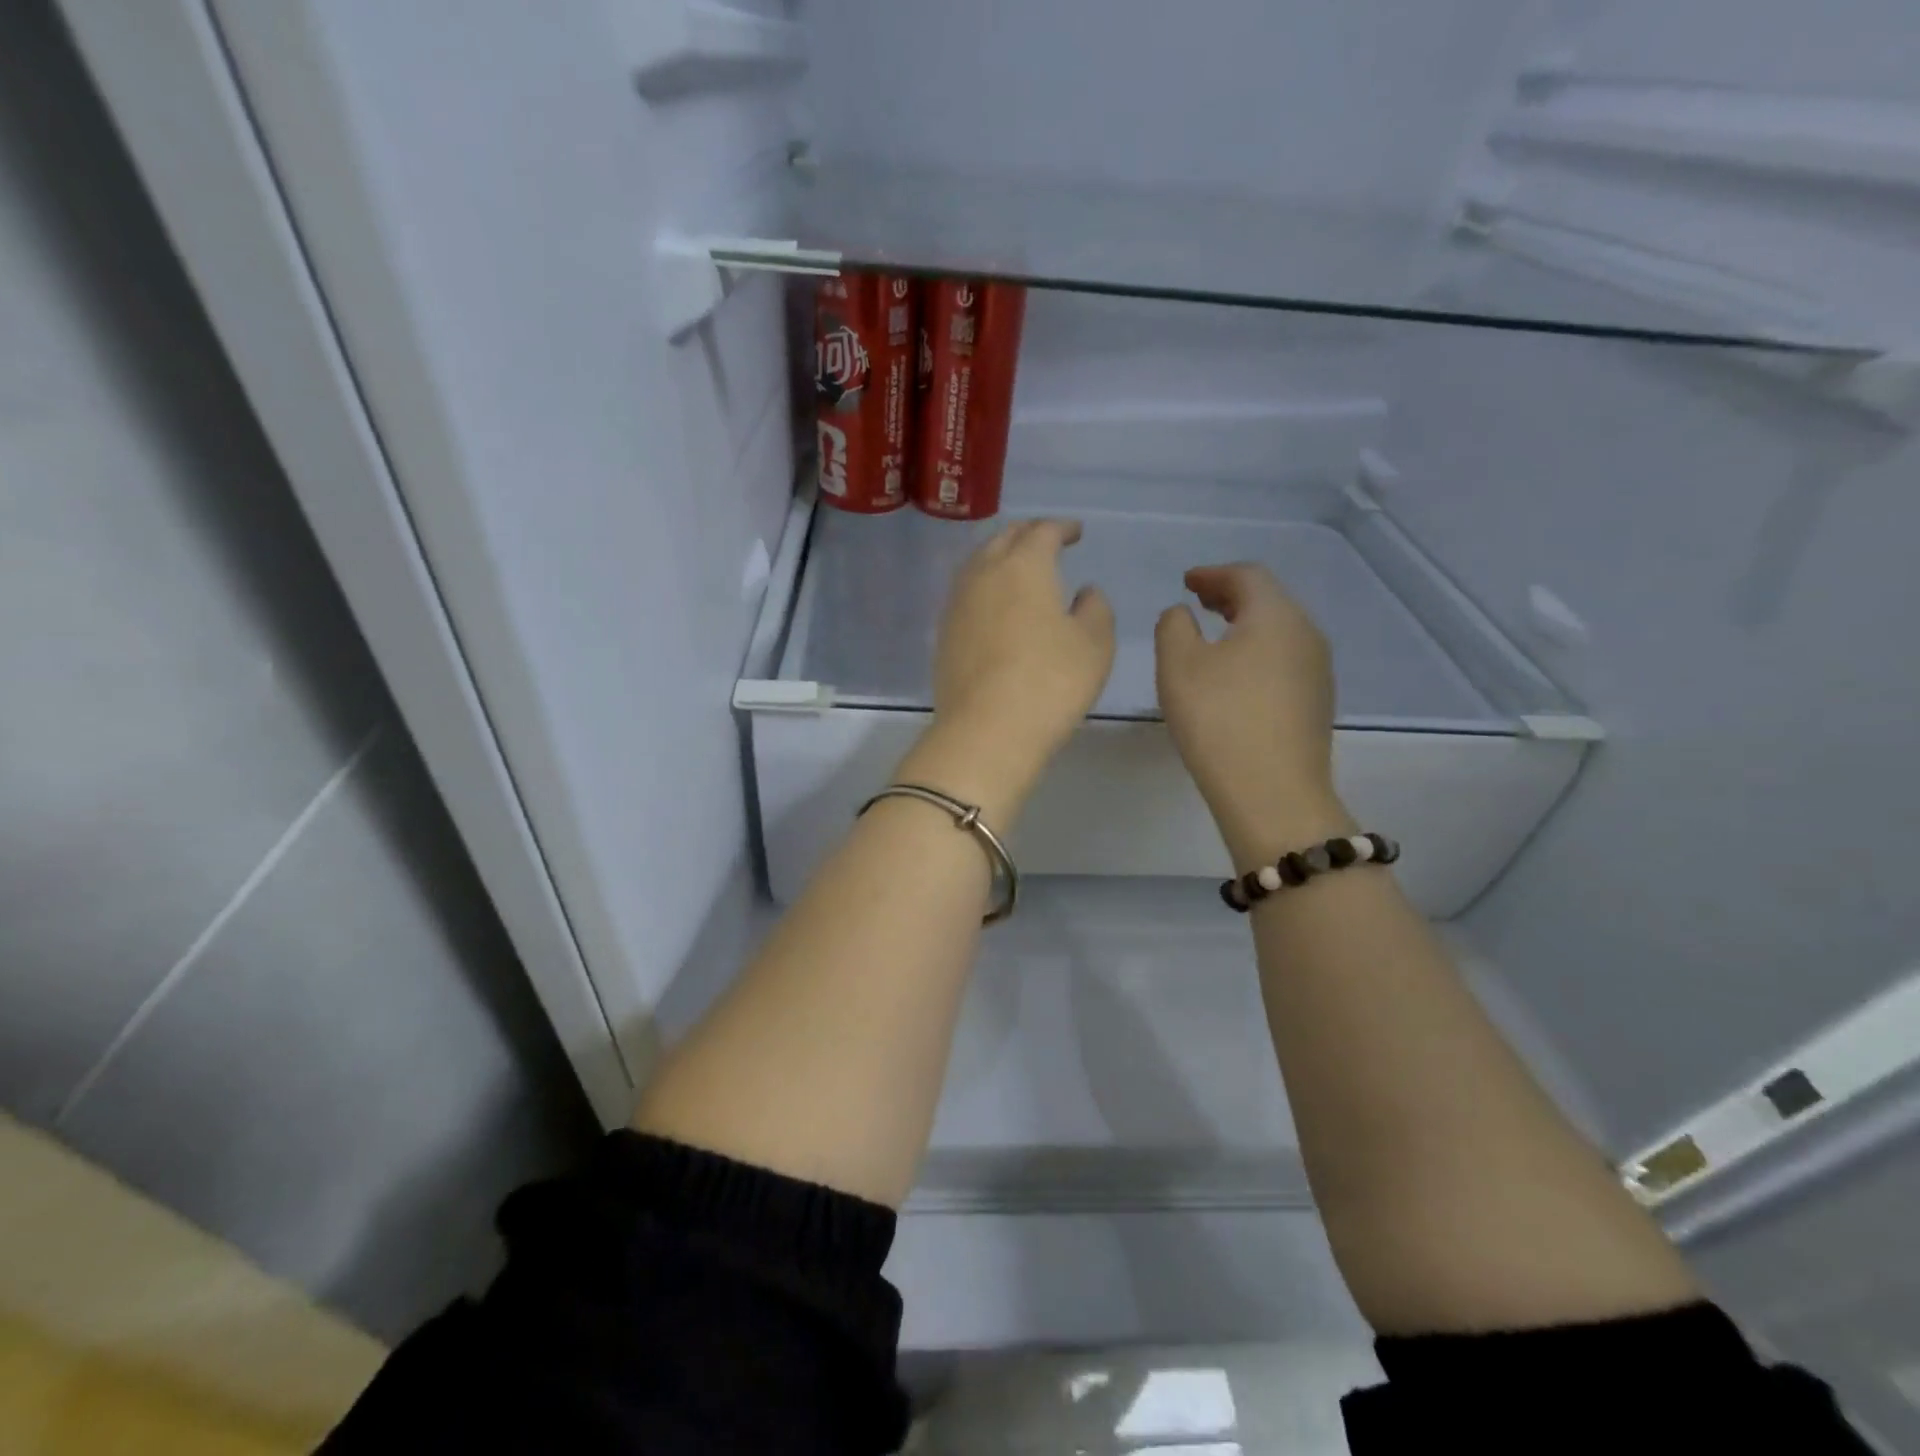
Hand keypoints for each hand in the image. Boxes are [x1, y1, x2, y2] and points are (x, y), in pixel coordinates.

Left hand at [901, 520, 1114, 823]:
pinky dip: (985, 586)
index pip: (1043, 531)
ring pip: (978, 563)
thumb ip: (1095, 609)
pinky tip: (995, 603)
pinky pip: (966, 593)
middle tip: (1046, 540)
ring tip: (1018, 568)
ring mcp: (957, 603)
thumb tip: (1084, 592)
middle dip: (1028, 534)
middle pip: (1004, 539)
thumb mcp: (1094, 644)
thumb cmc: (1050, 682)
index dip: (1062, 527)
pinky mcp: (944, 633)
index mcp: (1024, 566)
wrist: (986, 731)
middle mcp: (984, 574)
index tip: (1075, 532)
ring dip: (1000, 557)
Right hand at [1156, 563, 1353, 869]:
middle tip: (1197, 601)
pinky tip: (1236, 675)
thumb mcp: (1178, 665)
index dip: (1213, 573)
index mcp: (1275, 615)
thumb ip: (1174, 626)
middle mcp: (1306, 633)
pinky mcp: (1316, 702)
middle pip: (1269, 599)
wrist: (1273, 793)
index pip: (1247, 575)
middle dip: (1230, 595)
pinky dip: (1257, 651)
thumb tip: (1183, 614)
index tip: (1186, 581)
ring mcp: (1317, 670)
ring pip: (1279, 630)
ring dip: (1244, 624)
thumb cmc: (1219, 719)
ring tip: (1213, 635)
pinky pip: (1284, 658)